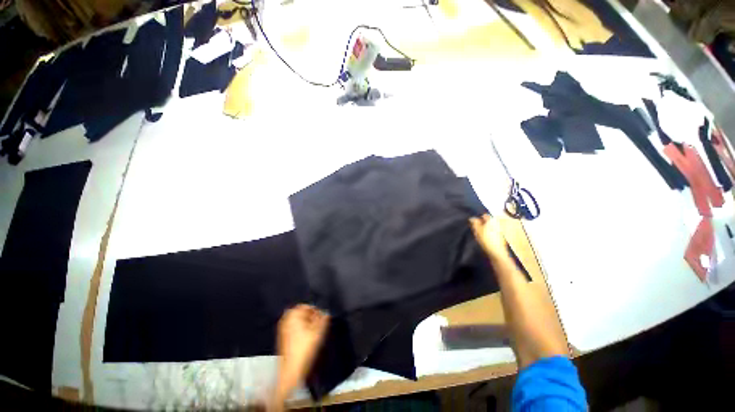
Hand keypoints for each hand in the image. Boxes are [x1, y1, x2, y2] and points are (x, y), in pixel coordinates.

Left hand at [271, 304, 328, 409]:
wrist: (291, 370)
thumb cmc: (304, 348)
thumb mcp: (318, 332)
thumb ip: (323, 319)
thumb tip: (326, 312)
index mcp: (293, 315)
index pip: (306, 306)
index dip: (316, 310)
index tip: (322, 317)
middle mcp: (286, 319)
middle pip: (301, 312)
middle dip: (311, 316)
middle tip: (319, 323)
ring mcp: (283, 328)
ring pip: (298, 320)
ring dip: (306, 322)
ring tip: (314, 330)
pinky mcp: (282, 337)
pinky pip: (294, 327)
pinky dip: (301, 328)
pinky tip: (307, 337)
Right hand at [469, 214, 508, 260]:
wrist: (497, 252)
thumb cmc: (486, 239)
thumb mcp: (477, 230)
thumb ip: (474, 222)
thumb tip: (472, 218)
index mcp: (491, 220)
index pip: (484, 215)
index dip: (478, 218)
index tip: (472, 222)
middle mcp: (497, 224)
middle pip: (487, 221)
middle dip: (481, 223)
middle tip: (474, 228)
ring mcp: (499, 231)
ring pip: (489, 227)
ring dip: (484, 229)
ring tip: (478, 234)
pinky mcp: (500, 237)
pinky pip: (492, 233)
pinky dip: (487, 234)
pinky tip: (484, 239)